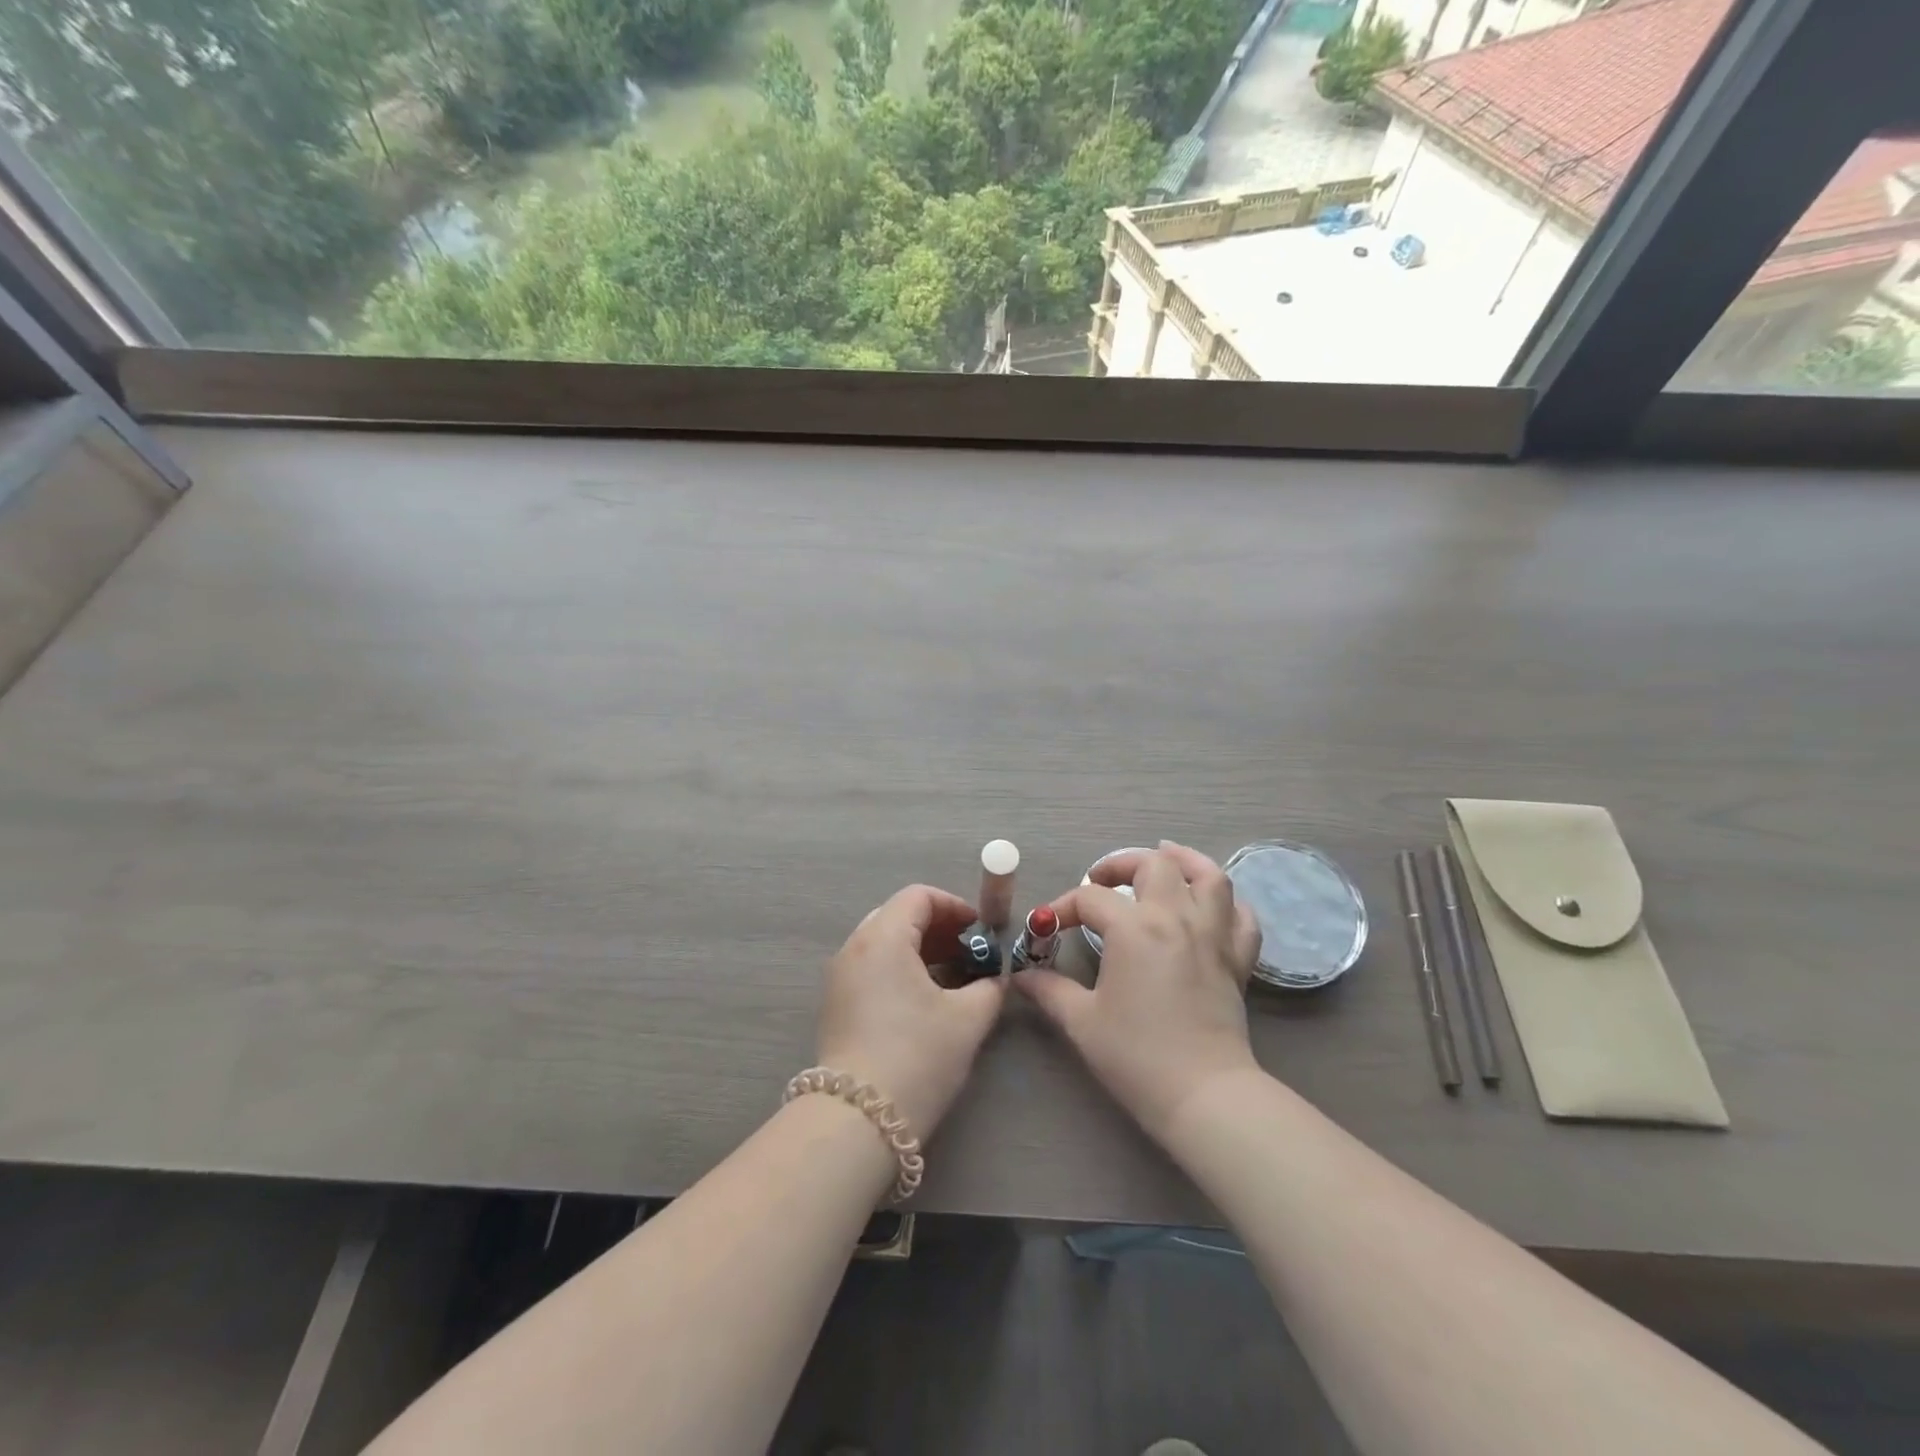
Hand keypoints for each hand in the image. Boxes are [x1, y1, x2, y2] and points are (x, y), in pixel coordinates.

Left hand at [816, 885, 1005, 1139]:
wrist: (857, 1121)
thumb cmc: (917, 1057)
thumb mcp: (967, 1020)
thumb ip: (989, 987)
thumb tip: (995, 978)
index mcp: (883, 938)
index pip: (918, 896)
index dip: (955, 906)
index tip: (981, 932)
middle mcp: (854, 947)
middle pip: (899, 915)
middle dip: (938, 928)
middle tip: (969, 953)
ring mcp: (839, 976)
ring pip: (883, 942)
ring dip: (920, 950)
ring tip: (952, 978)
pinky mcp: (835, 1004)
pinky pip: (871, 967)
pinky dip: (900, 969)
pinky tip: (924, 1000)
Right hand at [1017, 842, 1261, 1142]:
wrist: (1203, 1094)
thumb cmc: (1136, 1056)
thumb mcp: (1081, 1021)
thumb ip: (1049, 990)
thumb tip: (1021, 978)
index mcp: (1134, 928)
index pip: (1091, 898)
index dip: (1062, 907)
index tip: (1046, 928)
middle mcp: (1176, 918)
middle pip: (1154, 865)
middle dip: (1121, 864)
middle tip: (1101, 880)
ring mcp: (1213, 935)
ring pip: (1209, 876)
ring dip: (1184, 861)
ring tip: (1164, 860)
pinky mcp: (1238, 960)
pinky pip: (1241, 916)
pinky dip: (1226, 903)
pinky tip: (1208, 907)